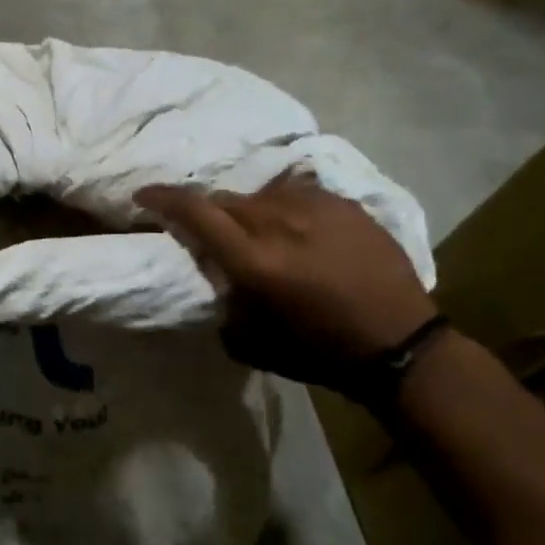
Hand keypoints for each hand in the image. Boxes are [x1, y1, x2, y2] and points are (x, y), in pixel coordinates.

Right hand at [137, 173, 434, 385]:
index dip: (163, 198)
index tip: (143, 195)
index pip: (196, 212)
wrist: (401, 345)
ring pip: (261, 194)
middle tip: (207, 229)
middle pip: (225, 200)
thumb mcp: (252, 342)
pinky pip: (298, 193)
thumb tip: (213, 277)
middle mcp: (281, 224)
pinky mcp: (346, 204)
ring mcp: (317, 208)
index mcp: (255, 261)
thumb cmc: (319, 352)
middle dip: (207, 211)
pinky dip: (285, 206)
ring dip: (248, 211)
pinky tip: (296, 226)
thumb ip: (223, 302)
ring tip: (258, 231)